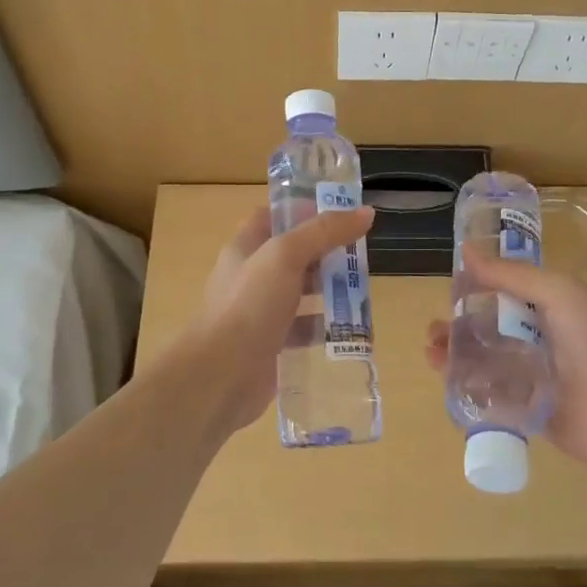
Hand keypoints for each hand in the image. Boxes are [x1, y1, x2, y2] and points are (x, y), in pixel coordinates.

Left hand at [190, 204, 374, 438]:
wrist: (221, 376)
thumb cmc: (249, 305)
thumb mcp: (286, 256)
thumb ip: (324, 232)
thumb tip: (365, 212)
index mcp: (245, 248)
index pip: (272, 217)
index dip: (302, 211)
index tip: (339, 212)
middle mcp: (250, 277)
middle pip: (292, 255)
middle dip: (325, 252)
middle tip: (361, 252)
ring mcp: (259, 313)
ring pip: (300, 293)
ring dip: (328, 290)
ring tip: (363, 290)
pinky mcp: (271, 345)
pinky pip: (302, 330)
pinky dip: (323, 328)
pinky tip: (348, 328)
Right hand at [425, 252, 586, 465]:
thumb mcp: (557, 292)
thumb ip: (511, 274)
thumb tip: (465, 250)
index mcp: (550, 307)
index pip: (504, 294)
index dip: (475, 292)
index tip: (448, 292)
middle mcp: (541, 340)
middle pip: (489, 331)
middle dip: (459, 329)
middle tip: (433, 332)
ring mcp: (535, 378)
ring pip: (486, 364)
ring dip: (458, 357)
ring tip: (433, 355)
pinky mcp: (530, 412)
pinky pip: (494, 398)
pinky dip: (470, 390)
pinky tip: (449, 384)